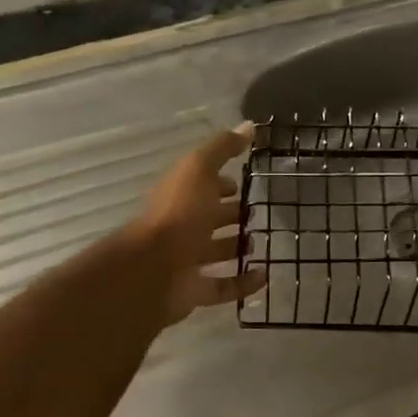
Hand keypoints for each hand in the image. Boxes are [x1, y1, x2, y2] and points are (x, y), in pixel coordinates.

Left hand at [124, 125, 266, 326]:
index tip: (242, 182)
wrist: (152, 270)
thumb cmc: (178, 214)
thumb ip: (222, 148)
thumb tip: (249, 125)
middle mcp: (182, 226)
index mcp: (181, 196)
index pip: (202, 185)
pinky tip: (265, 275)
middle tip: (258, 213)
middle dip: (231, 215)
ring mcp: (186, 260)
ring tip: (262, 242)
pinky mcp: (194, 291)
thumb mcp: (199, 169)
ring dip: (237, 248)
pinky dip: (243, 283)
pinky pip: (223, 286)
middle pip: (209, 218)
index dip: (220, 183)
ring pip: (215, 252)